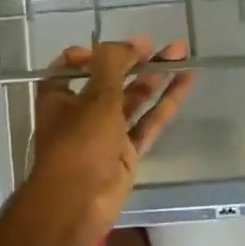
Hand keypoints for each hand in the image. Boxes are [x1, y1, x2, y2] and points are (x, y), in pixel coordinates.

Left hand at [28, 37, 194, 245]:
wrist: (77, 203)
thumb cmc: (78, 143)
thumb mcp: (95, 97)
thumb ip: (113, 64)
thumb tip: (133, 41)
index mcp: (59, 95)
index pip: (74, 65)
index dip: (96, 53)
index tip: (119, 47)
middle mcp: (81, 111)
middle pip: (111, 80)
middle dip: (136, 61)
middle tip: (163, 45)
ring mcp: (106, 133)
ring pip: (133, 100)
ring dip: (155, 78)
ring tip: (181, 54)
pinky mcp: (127, 152)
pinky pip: (148, 122)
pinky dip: (166, 103)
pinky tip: (185, 82)